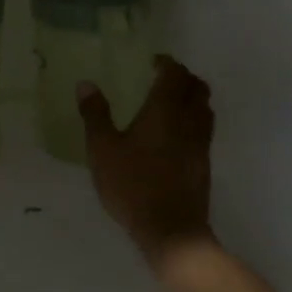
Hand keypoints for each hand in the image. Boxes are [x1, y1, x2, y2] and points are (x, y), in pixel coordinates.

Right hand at [79, 55, 214, 263]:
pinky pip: (204, 130)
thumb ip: (95, 115)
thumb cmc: (133, 184)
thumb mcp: (103, 149)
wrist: (171, 229)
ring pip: (205, 108)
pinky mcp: (204, 163)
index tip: (152, 63)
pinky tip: (175, 135)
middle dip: (183, 77)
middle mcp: (189, 120)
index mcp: (165, 109)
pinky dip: (194, 120)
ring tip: (171, 104)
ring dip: (192, 98)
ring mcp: (201, 143)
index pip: (175, 74)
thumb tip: (86, 84)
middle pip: (197, 87)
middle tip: (162, 79)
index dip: (166, 64)